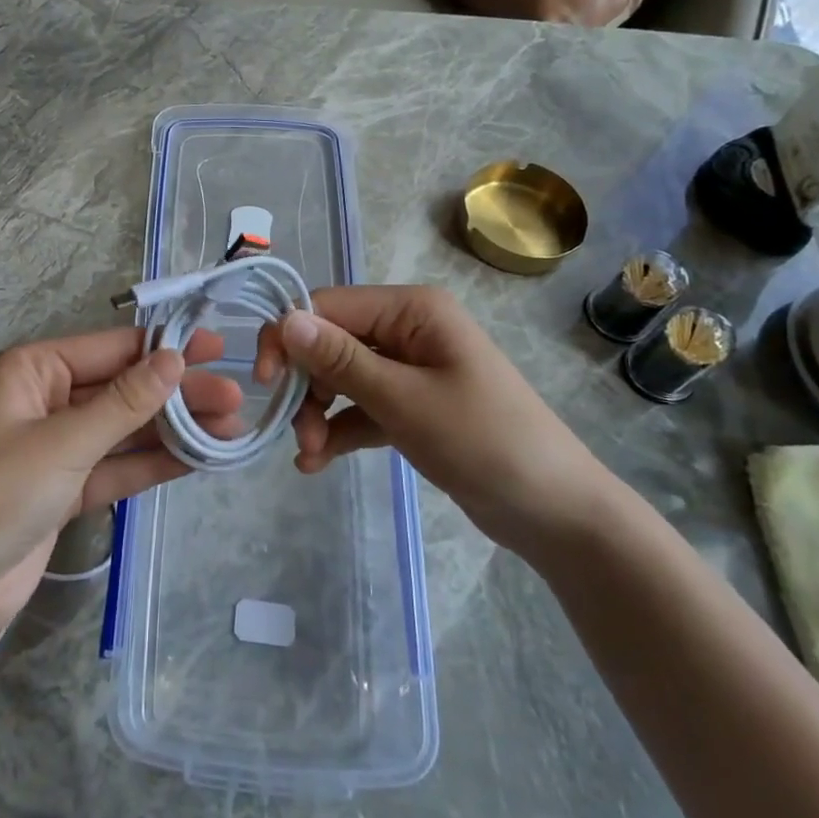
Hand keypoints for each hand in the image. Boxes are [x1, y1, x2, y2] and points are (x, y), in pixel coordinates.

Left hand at [0, 328, 242, 634]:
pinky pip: (117, 465)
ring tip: (230, 429)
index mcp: (32, 371)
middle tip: (234, 398)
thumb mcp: (64, 443)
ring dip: (173, 430)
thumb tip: (174, 357)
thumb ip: (125, 402)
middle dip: (177, 395)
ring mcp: (57, 446)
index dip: (164, 346)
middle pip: (123, 389)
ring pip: (125, 430)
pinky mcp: (66, 488)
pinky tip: (198, 458)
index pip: (110, 349)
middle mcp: (45, 399)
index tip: (216, 346)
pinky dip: (153, 463)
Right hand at [255, 285, 617, 554]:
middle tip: (295, 432)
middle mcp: (407, 329)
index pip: (328, 306)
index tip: (264, 382)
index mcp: (411, 310)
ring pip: (340, 377)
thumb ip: (340, 360)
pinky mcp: (411, 405)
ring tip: (310, 454)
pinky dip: (338, 429)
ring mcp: (410, 368)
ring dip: (317, 412)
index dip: (289, 337)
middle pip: (330, 342)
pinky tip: (317, 461)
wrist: (554, 511)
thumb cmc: (483, 442)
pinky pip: (360, 406)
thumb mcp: (404, 401)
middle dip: (306, 386)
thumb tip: (285, 319)